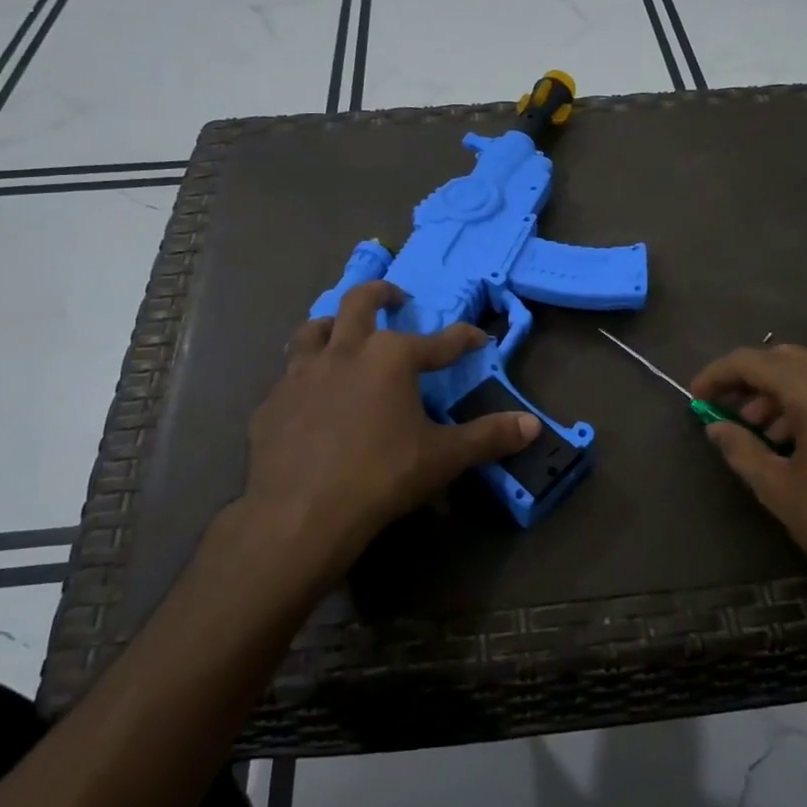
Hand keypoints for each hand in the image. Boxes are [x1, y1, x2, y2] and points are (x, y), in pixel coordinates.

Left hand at [239, 281, 540, 578]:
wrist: (300, 513)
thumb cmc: (381, 476)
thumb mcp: (443, 457)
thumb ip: (488, 437)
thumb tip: (535, 426)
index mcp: (390, 357)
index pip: (439, 341)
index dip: (463, 339)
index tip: (478, 337)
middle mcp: (344, 352)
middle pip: (360, 302)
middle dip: (382, 293)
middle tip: (396, 298)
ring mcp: (301, 374)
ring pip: (313, 330)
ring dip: (331, 325)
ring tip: (340, 333)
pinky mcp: (271, 403)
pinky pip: (288, 378)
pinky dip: (303, 378)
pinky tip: (307, 399)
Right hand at [690, 345, 806, 626]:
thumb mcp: (779, 489)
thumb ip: (741, 448)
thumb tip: (715, 427)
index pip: (753, 361)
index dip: (718, 374)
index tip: (695, 395)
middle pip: (783, 359)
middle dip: (748, 381)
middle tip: (722, 411)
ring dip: (776, 392)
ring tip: (755, 431)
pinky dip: (806, 400)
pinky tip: (792, 438)